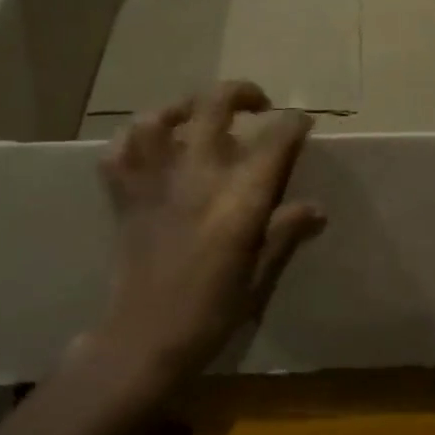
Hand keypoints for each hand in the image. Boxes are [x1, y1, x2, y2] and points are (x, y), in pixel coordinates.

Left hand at [87, 81, 325, 391]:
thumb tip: (316, 208)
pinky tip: (150, 145)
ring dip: (182, 108)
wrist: (143, 341)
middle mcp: (196, 176)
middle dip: (242, 93)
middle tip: (257, 104)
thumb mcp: (258, 278)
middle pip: (215, 106)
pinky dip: (132, 140)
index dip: (293, 124)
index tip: (302, 124)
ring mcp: (154, 181)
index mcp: (237, 199)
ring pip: (158, 118)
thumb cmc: (209, 314)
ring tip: (198, 115)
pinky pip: (118, 152)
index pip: (274, 141)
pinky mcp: (124, 195)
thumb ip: (284, 234)